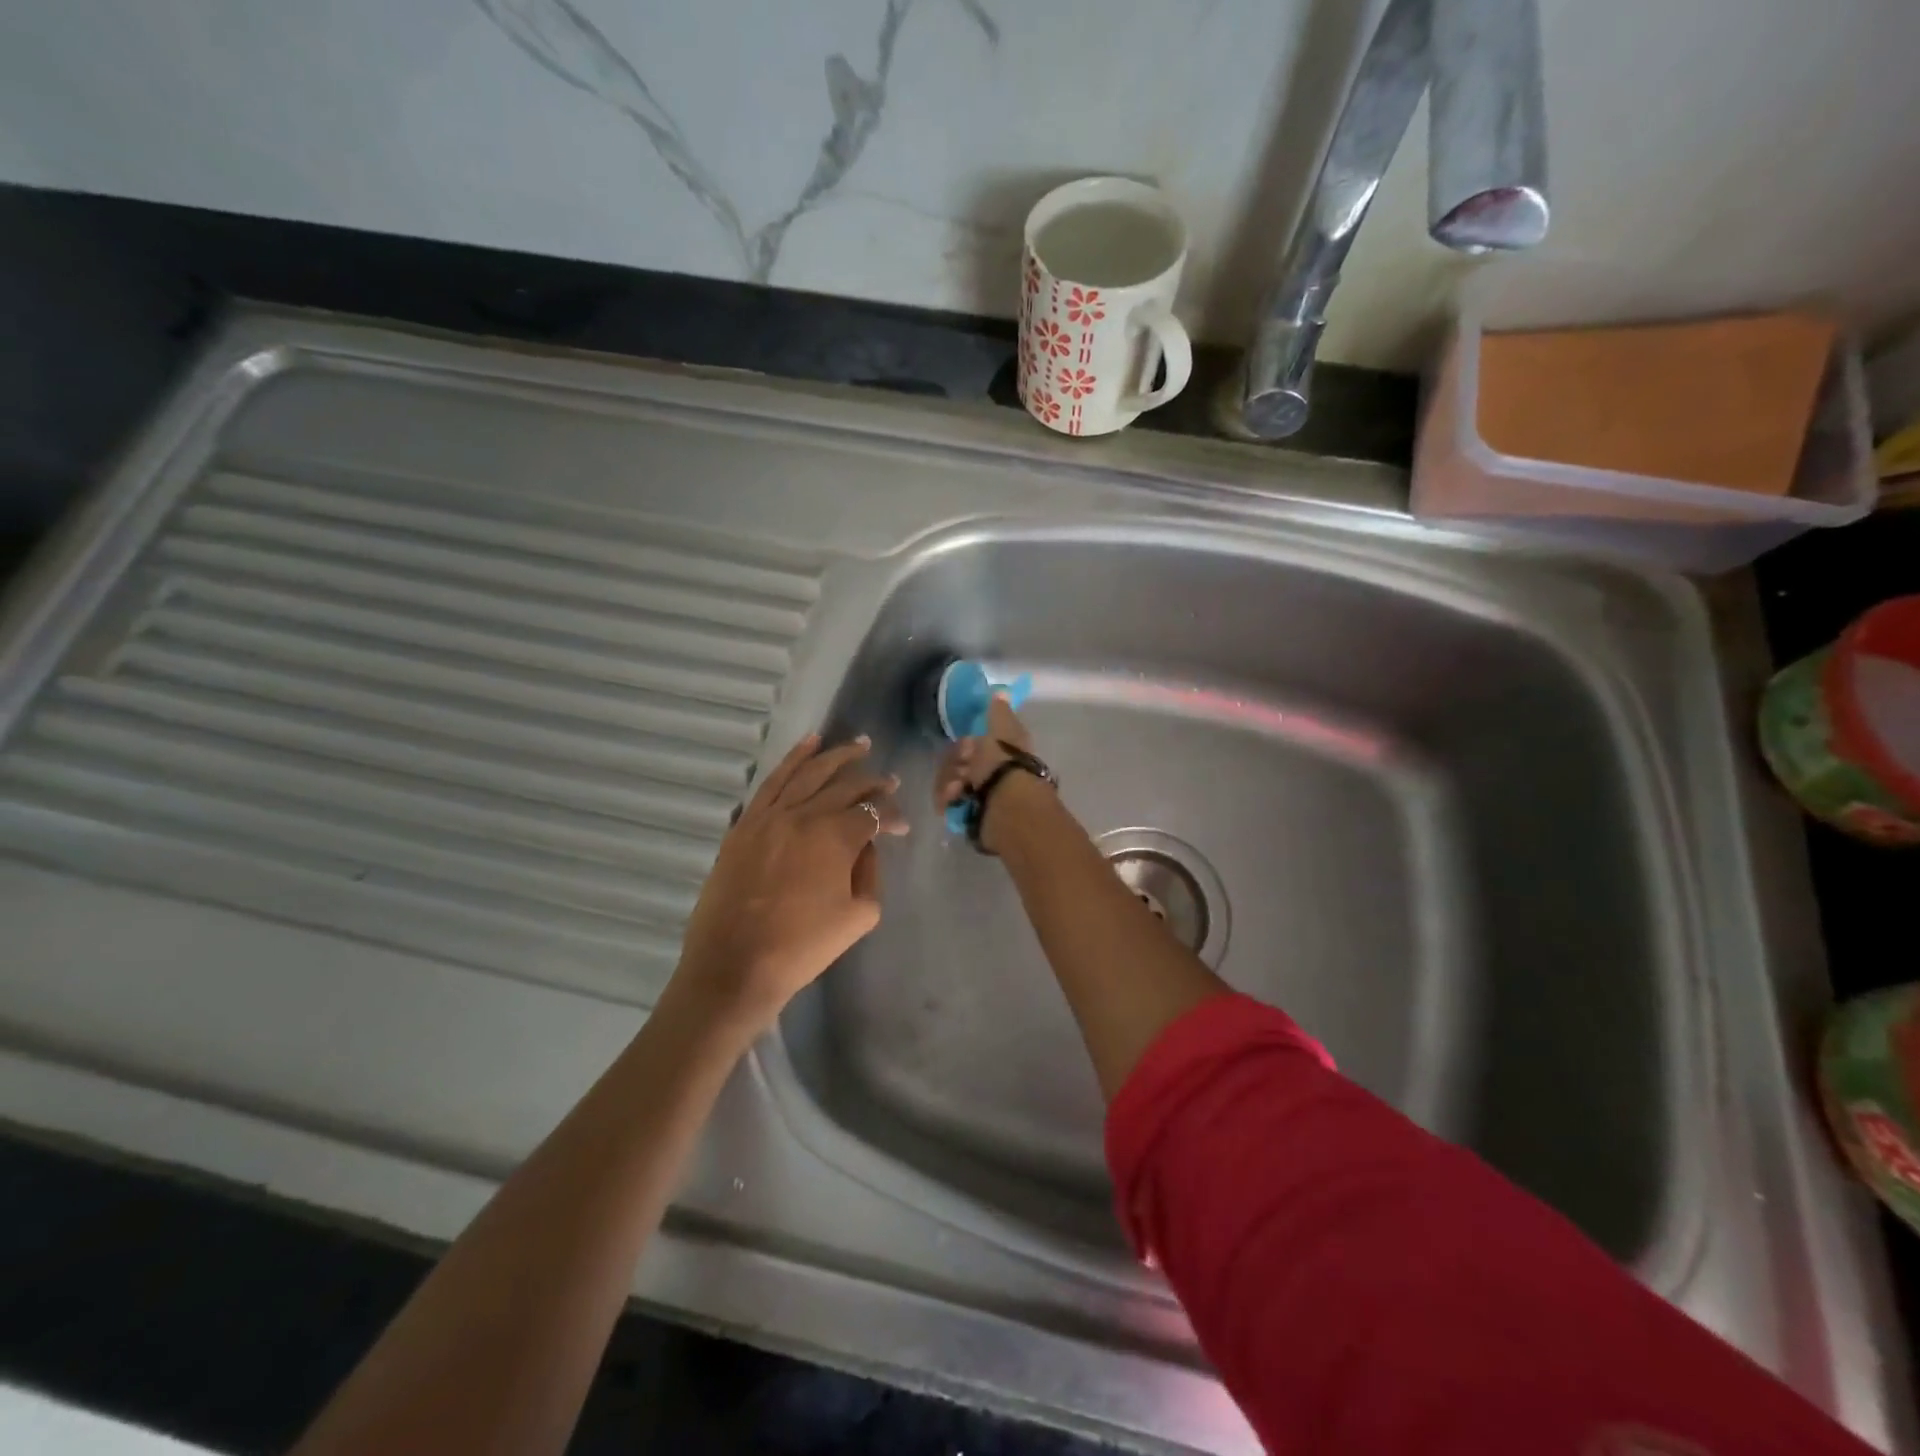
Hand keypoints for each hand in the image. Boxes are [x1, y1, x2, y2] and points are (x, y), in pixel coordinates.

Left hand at [674, 733, 905, 1035]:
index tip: (903, 827)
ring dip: (835, 756)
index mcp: (836, 837)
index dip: (893, 816)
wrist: (734, 967)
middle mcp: (804, 815)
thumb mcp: (859, 916)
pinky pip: (772, 782)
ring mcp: (769, 816)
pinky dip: (792, 760)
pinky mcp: (745, 824)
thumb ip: (871, 873)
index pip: (873, 813)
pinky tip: (808, 746)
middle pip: (844, 786)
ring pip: (808, 773)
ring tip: (857, 744)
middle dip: (871, 781)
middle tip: (889, 778)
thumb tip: (866, 846)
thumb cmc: (802, 947)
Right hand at [933, 693, 1037, 853]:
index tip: (967, 746)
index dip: (966, 744)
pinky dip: (947, 799)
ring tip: (957, 790)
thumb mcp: (1002, 731)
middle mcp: (990, 774)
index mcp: (1001, 754)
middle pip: (957, 762)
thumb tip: (1002, 691)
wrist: (1006, 808)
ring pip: (948, 781)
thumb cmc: (1005, 765)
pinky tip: (953, 801)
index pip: (972, 744)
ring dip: (948, 782)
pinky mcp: (967, 814)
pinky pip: (946, 801)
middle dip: (954, 764)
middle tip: (962, 771)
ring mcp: (978, 795)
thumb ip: (999, 712)